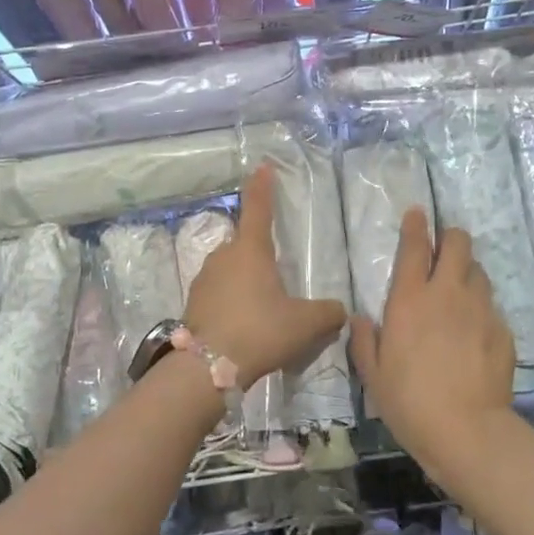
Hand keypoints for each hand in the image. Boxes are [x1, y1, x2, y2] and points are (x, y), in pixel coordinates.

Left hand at [183, 164, 346, 384]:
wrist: (207, 368)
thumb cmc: (260, 331)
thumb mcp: (305, 324)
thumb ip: (328, 313)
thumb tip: (339, 311)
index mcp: (251, 250)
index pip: (258, 208)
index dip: (262, 187)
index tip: (262, 166)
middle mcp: (224, 255)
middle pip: (245, 243)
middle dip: (260, 253)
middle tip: (278, 276)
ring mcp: (204, 278)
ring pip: (230, 269)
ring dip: (245, 279)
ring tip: (262, 307)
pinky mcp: (193, 302)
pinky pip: (219, 292)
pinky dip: (232, 300)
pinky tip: (244, 323)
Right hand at [351, 209, 516, 480]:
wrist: (466, 431)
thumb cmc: (409, 401)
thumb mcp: (372, 374)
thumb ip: (363, 340)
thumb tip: (359, 318)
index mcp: (410, 299)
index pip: (415, 247)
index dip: (416, 226)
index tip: (417, 213)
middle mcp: (447, 294)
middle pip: (459, 244)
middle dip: (451, 238)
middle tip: (445, 248)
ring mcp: (480, 310)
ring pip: (479, 272)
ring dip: (468, 273)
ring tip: (460, 290)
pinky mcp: (503, 331)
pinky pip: (492, 308)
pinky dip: (481, 311)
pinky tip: (475, 332)